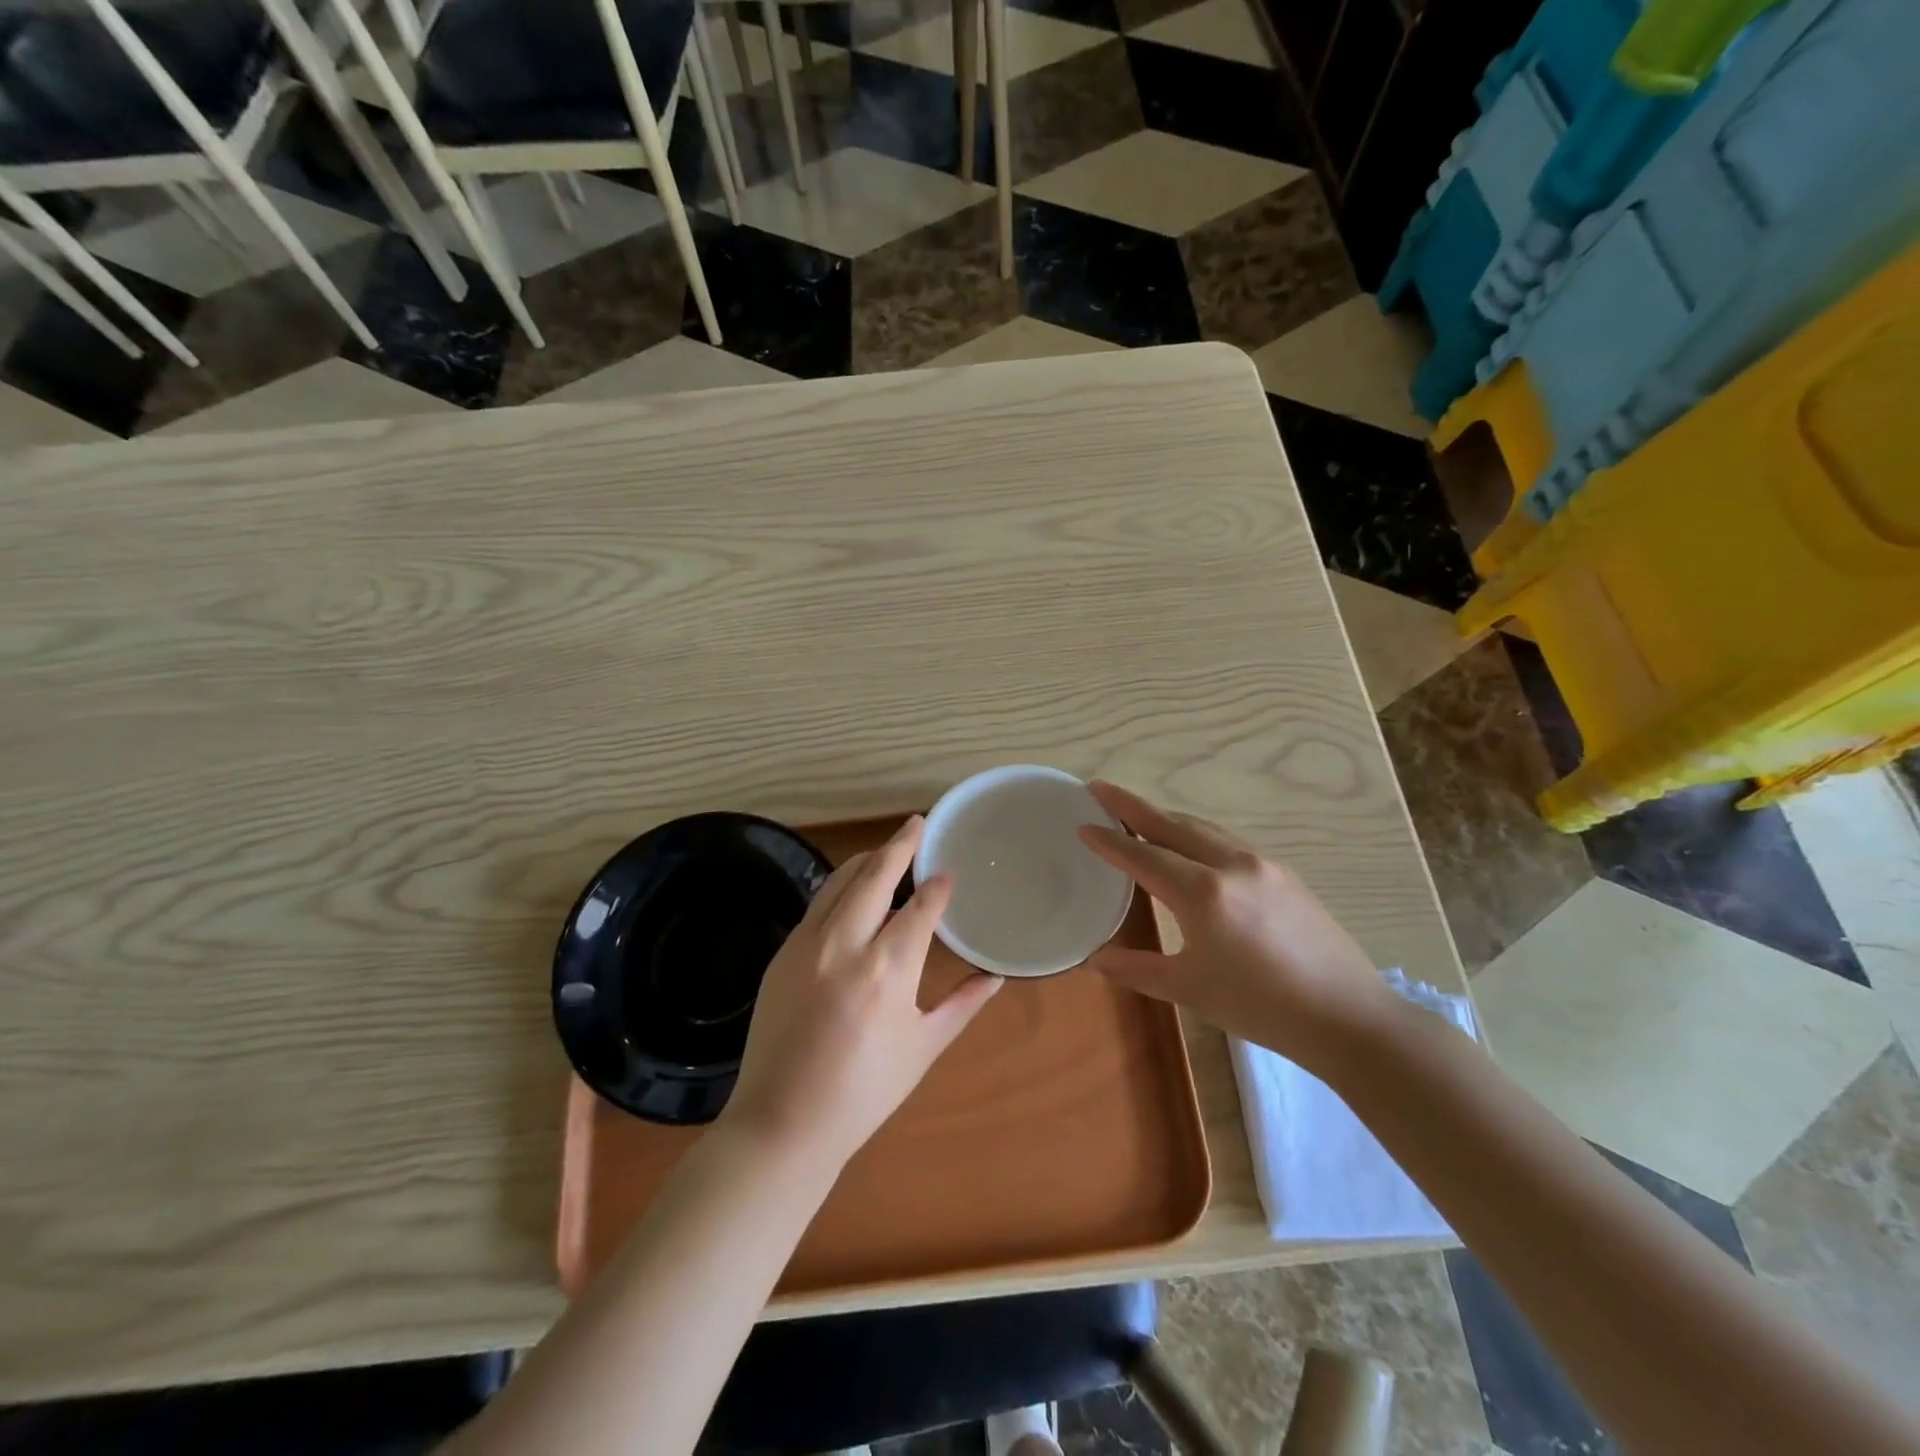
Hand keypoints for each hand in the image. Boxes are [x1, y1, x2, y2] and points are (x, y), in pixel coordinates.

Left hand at [722, 815, 1001, 1167]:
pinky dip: (840, 886)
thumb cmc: (865, 1092)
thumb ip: (963, 1003)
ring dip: (868, 859)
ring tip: (888, 848)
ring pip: (841, 881)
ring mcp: (808, 944)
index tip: (949, 872)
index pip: (921, 907)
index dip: (938, 887)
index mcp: (889, 970)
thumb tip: (998, 975)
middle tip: (917, 822)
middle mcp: (847, 944)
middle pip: (876, 874)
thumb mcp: (924, 1047)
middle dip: (901, 844)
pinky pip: (818, 904)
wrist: (783, 1123)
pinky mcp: (783, 953)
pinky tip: (852, 886)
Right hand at [1077, 781, 1390, 1071]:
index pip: (1142, 855)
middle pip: (1171, 823)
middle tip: (1099, 790)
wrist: (1348, 1017)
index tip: (1082, 824)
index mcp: (1202, 892)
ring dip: (1165, 817)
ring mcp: (1261, 863)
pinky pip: (1226, 840)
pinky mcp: (1283, 872)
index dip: (1109, 841)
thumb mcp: (1191, 990)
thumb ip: (1137, 969)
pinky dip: (1195, 832)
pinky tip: (1189, 845)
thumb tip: (1095, 959)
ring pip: (1202, 827)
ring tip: (1137, 814)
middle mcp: (1230, 864)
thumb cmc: (1261, 1006)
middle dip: (1132, 805)